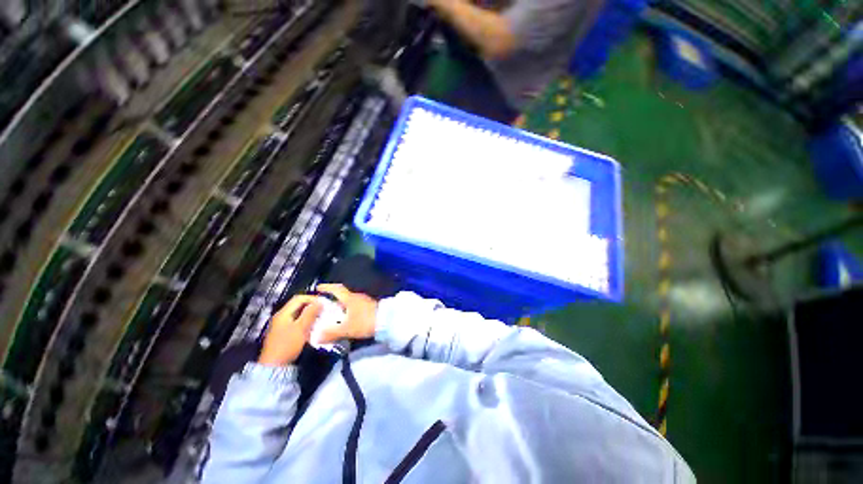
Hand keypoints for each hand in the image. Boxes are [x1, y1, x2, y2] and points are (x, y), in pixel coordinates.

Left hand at [258, 295, 321, 365]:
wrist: (274, 366)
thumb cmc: (287, 345)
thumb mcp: (301, 328)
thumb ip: (310, 313)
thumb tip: (319, 301)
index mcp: (283, 313)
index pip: (299, 298)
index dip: (312, 298)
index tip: (323, 303)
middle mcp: (282, 316)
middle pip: (299, 305)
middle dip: (312, 306)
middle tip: (323, 310)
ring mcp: (282, 325)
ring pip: (299, 314)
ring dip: (310, 314)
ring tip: (320, 318)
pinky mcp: (284, 333)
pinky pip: (297, 322)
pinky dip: (306, 321)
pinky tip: (313, 326)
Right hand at [316, 284, 378, 343]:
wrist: (387, 321)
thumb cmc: (365, 321)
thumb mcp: (347, 328)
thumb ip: (332, 333)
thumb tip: (316, 337)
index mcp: (350, 298)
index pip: (337, 289)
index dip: (327, 287)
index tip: (318, 287)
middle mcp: (357, 296)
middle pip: (343, 294)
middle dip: (332, 297)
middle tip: (322, 302)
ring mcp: (364, 301)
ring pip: (349, 300)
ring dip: (340, 303)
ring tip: (332, 311)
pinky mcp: (369, 307)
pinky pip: (354, 305)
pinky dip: (347, 309)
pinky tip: (345, 316)